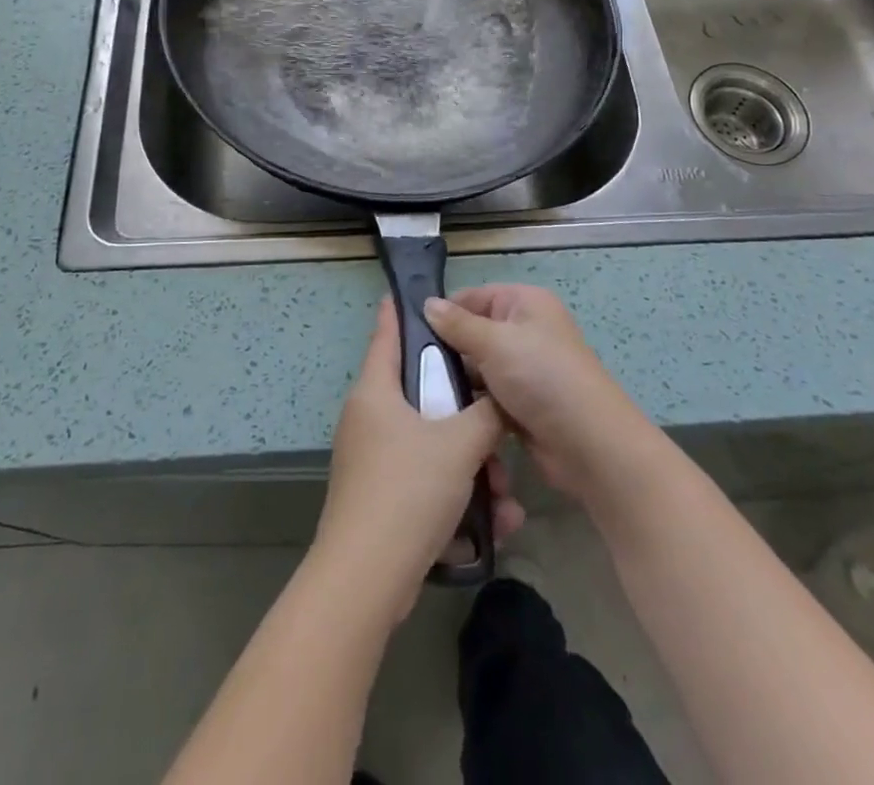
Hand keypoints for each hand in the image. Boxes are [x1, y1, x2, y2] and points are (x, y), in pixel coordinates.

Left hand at [315, 299, 524, 616]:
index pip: (386, 335)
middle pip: (423, 397)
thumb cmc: (408, 490)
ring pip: (432, 446)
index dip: (399, 313)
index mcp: (376, 392)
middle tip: (499, 426)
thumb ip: (486, 415)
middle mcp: (369, 420)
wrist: (367, 579)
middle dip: (467, 416)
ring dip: (472, 467)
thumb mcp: (459, 444)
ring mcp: (373, 462)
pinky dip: (458, 496)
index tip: (409, 293)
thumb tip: (499, 401)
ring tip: (506, 497)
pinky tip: (495, 523)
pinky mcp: (382, 501)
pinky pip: (427, 483)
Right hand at [423, 284, 654, 503]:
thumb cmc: (542, 378)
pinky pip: (487, 396)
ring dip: (458, 382)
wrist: (590, 445)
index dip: (444, 312)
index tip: (410, 334)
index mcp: (525, 303)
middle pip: (473, 333)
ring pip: (478, 368)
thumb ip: (457, 324)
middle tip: (412, 369)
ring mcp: (526, 369)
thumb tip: (427, 304)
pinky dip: (472, 405)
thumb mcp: (494, 342)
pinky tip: (445, 416)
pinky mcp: (523, 403)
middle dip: (447, 351)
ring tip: (422, 395)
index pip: (473, 297)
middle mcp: (526, 330)